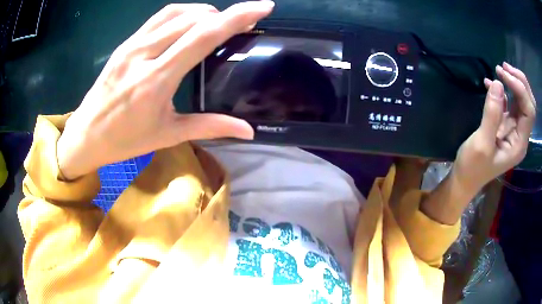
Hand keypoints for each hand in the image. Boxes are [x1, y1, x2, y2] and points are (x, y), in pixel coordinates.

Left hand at [57, 1, 274, 178]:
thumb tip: (247, 131)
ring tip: (218, 22)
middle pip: (193, 18)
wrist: (86, 135)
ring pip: (176, 12)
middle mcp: (143, 54)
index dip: (237, 17)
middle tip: (241, 25)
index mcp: (156, 80)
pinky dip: (183, 13)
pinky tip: (190, 23)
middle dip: (225, 15)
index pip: (203, 36)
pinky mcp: (125, 43)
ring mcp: (132, 45)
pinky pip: (159, 17)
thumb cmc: (124, 141)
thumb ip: (210, 127)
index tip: (263, 7)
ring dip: (204, 12)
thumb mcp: (168, 135)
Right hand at [453, 63, 536, 193]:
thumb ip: (492, 114)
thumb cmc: (473, 167)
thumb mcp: (482, 143)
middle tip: (503, 67)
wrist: (464, 179)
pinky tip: (491, 83)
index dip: (520, 89)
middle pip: (528, 104)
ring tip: (499, 69)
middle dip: (519, 82)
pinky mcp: (505, 125)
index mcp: (519, 143)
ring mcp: (514, 130)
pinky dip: (503, 90)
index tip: (502, 74)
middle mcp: (520, 135)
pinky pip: (509, 103)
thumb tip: (497, 83)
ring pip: (521, 102)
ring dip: (513, 83)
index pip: (529, 111)